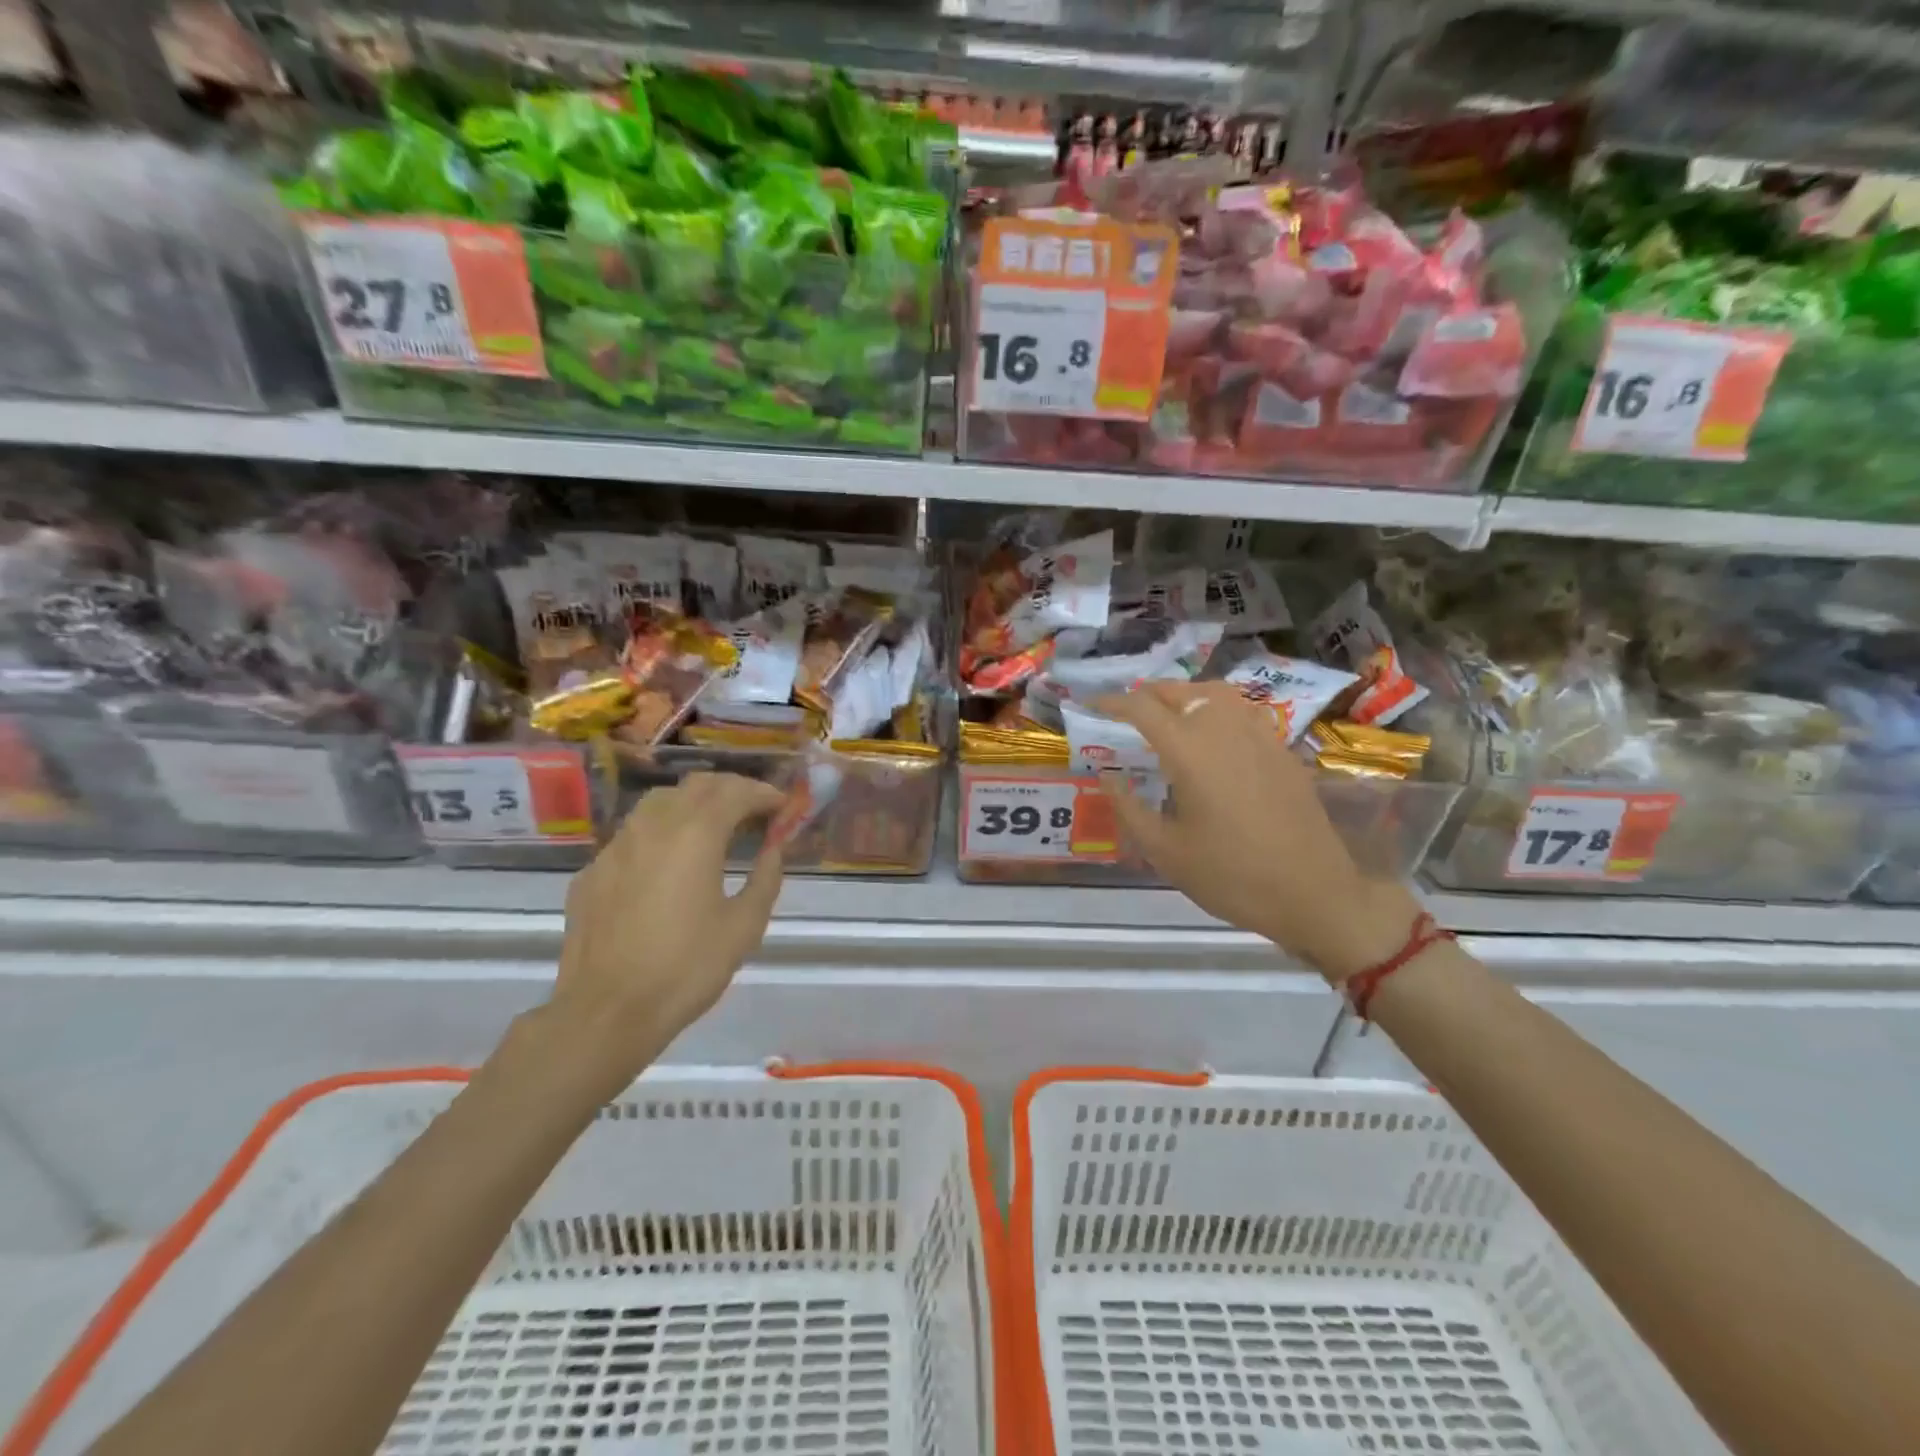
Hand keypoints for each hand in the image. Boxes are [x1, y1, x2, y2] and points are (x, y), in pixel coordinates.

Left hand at [542, 772, 786, 1097]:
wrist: (606, 1013)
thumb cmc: (686, 968)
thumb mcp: (744, 926)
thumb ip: (765, 878)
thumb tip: (773, 850)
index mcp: (695, 834)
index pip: (735, 792)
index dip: (764, 794)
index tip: (783, 806)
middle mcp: (653, 827)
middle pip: (696, 786)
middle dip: (730, 790)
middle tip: (754, 810)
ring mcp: (616, 847)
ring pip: (658, 802)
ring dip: (692, 803)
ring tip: (713, 826)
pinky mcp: (592, 872)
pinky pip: (632, 834)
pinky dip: (660, 832)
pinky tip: (668, 863)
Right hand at [1094, 681, 1421, 983]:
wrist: (1313, 893)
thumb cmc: (1231, 875)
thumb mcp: (1165, 851)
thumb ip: (1129, 808)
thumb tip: (1108, 777)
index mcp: (1189, 750)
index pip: (1142, 708)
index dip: (1112, 702)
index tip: (1091, 705)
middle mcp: (1224, 729)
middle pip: (1180, 690)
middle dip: (1147, 695)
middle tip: (1127, 714)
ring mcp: (1259, 736)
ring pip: (1216, 693)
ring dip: (1185, 695)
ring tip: (1169, 717)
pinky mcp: (1282, 750)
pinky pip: (1243, 712)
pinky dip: (1217, 710)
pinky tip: (1212, 739)